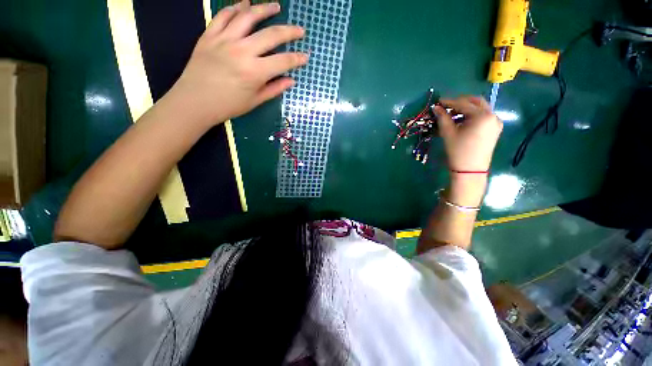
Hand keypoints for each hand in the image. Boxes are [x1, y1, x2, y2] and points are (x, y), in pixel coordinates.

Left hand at [170, 1, 307, 125]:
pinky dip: (236, 8)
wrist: (194, 101)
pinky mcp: (209, 35)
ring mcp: (224, 40)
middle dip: (289, 32)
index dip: (297, 59)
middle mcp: (242, 51)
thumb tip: (291, 80)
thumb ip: (274, 89)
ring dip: (264, 9)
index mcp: (255, 72)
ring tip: (276, 6)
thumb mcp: (255, 101)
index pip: (283, 61)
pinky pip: (224, 16)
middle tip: (299, 29)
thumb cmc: (228, 105)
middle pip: (271, 35)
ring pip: (248, 17)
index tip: (306, 56)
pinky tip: (245, 5)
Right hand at [433, 96, 502, 171]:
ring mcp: (496, 122)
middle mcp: (492, 115)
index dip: (449, 102)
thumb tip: (436, 108)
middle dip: (460, 102)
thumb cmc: (458, 151)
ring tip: (452, 114)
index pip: (464, 103)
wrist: (470, 170)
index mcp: (482, 115)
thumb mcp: (448, 133)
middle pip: (475, 102)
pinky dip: (473, 115)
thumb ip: (443, 117)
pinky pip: (483, 116)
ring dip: (467, 108)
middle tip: (446, 106)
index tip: (438, 101)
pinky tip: (463, 120)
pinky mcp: (495, 129)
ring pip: (480, 108)